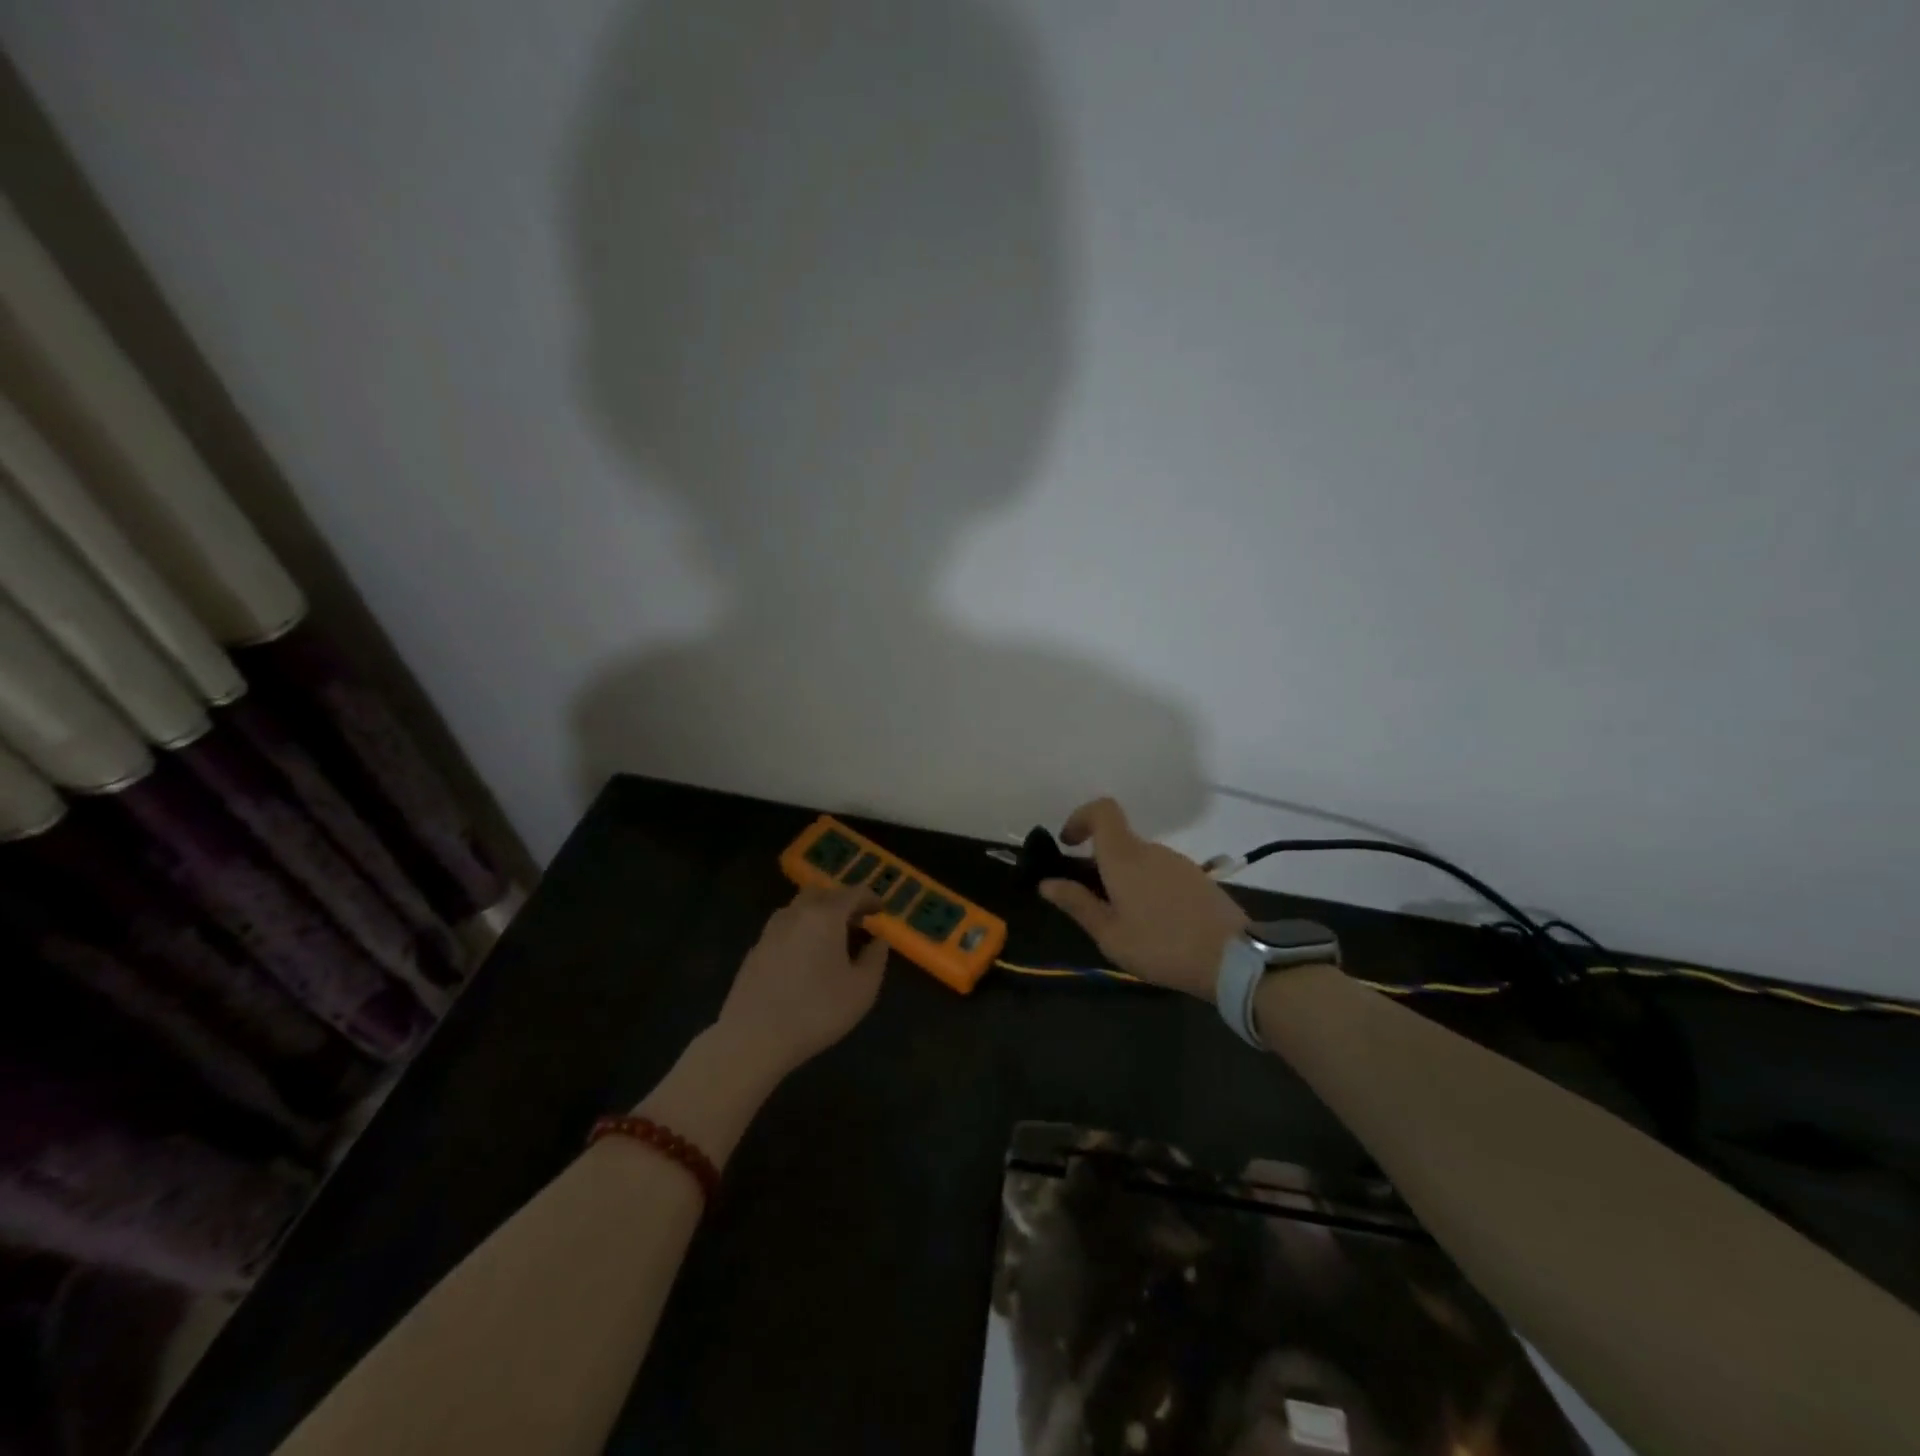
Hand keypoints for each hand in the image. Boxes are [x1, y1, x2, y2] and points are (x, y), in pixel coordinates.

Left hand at [715, 885, 889, 1077]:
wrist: (753, 1037)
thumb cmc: (816, 1011)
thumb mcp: (862, 989)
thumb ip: (876, 958)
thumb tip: (878, 940)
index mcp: (825, 916)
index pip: (853, 893)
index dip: (870, 899)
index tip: (881, 911)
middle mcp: (796, 913)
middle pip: (823, 894)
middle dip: (843, 903)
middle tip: (857, 922)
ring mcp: (771, 930)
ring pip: (800, 908)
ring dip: (820, 915)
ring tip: (833, 939)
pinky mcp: (755, 949)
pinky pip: (785, 928)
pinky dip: (802, 931)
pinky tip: (806, 957)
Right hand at [1041, 797, 1246, 1000]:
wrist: (1234, 959)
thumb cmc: (1161, 946)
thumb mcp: (1110, 934)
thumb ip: (1077, 904)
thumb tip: (1046, 883)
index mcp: (1124, 857)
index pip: (1102, 811)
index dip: (1081, 818)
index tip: (1068, 845)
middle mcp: (1151, 850)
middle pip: (1118, 841)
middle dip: (1099, 863)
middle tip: (1092, 902)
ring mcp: (1178, 863)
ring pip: (1140, 859)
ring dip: (1124, 878)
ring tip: (1124, 921)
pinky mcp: (1197, 878)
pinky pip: (1160, 872)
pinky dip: (1147, 887)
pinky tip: (1154, 924)